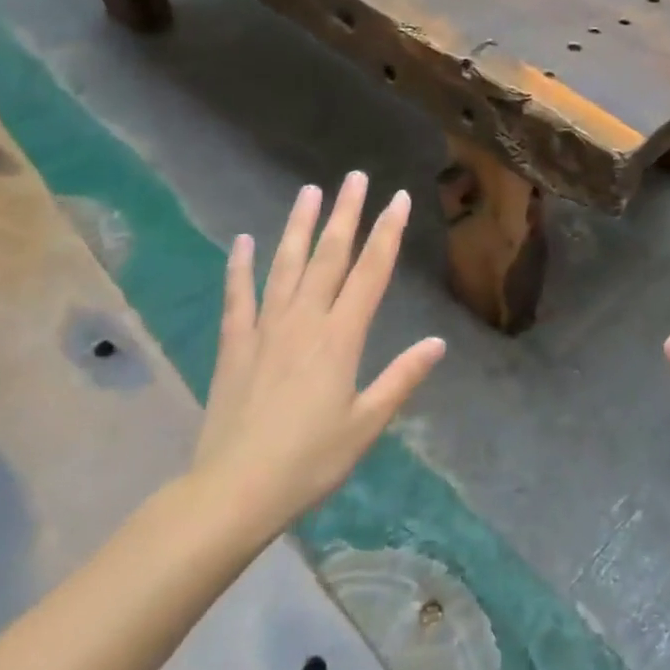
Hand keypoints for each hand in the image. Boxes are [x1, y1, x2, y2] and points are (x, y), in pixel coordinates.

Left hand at [191, 173, 444, 549]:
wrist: (232, 492)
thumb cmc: (309, 461)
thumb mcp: (366, 424)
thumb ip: (402, 378)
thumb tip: (438, 342)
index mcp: (341, 338)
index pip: (371, 273)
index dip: (387, 233)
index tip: (398, 198)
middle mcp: (305, 321)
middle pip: (329, 256)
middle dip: (345, 213)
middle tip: (355, 177)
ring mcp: (266, 330)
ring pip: (286, 266)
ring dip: (298, 226)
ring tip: (308, 191)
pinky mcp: (235, 346)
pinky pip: (239, 298)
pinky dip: (240, 268)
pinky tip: (242, 242)